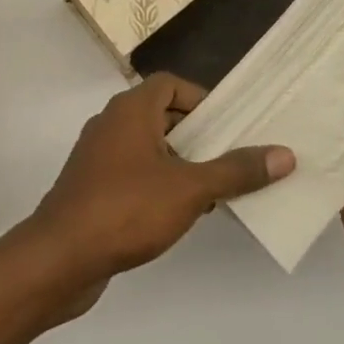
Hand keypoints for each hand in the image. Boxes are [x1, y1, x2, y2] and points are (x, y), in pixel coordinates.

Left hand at [25, 73, 294, 308]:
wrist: (59, 259)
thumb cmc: (126, 209)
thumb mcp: (190, 188)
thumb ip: (235, 171)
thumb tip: (284, 154)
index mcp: (131, 109)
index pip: (171, 84)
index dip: (201, 98)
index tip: (228, 124)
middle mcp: (111, 123)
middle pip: (161, 115)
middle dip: (196, 134)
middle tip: (230, 156)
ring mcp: (98, 157)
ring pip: (148, 147)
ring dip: (179, 162)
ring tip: (214, 189)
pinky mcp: (91, 188)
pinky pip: (133, 173)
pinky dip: (157, 183)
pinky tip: (179, 214)